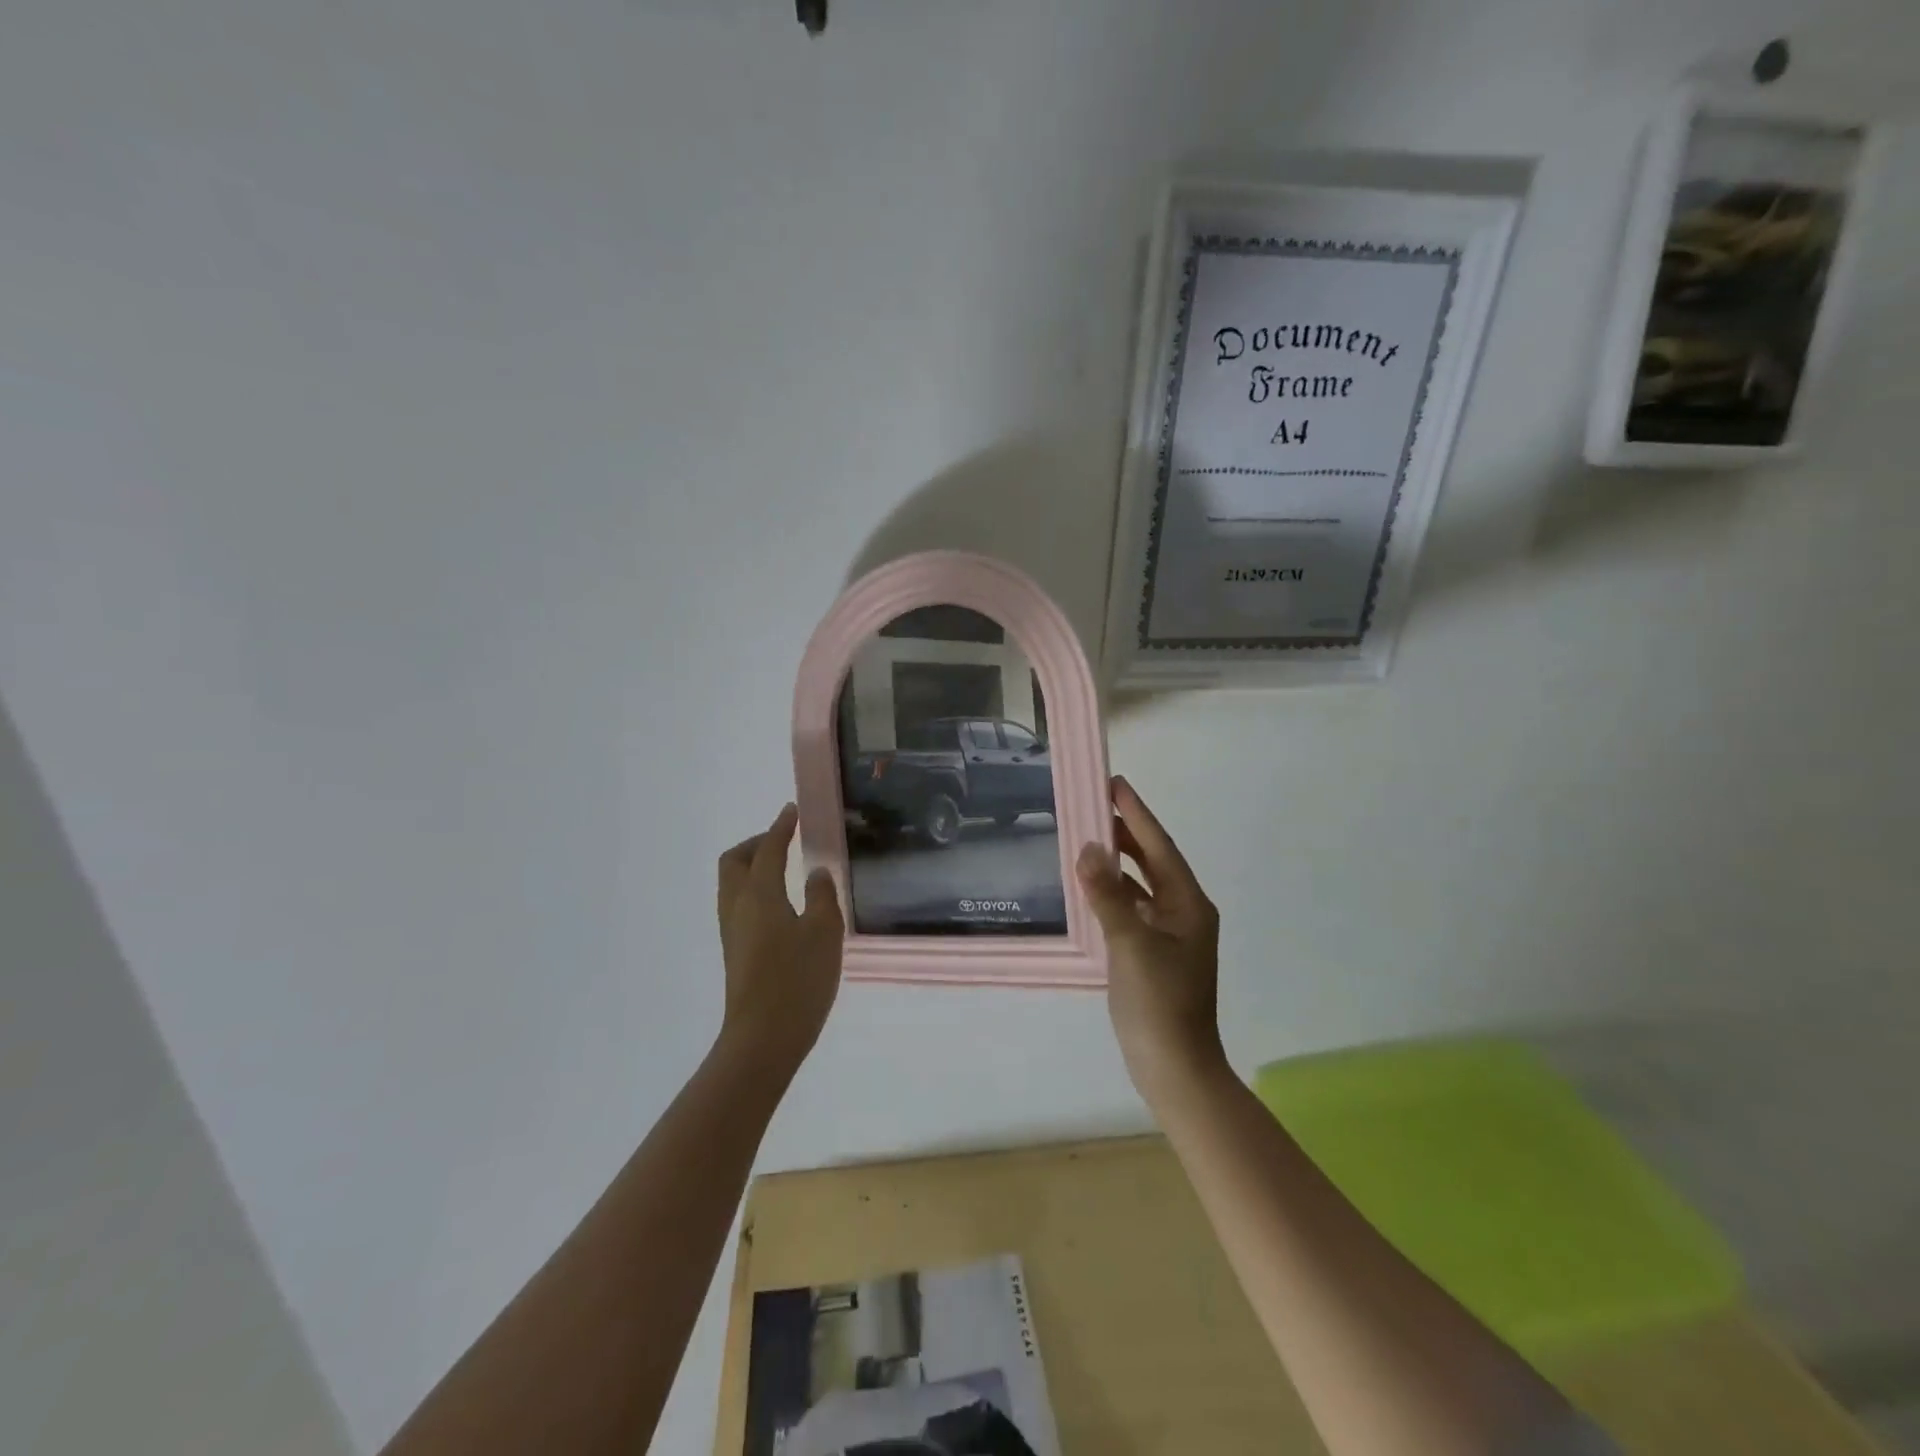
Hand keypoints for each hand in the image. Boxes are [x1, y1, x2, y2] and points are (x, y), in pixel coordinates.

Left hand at [716, 804, 843, 1072]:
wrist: (763, 1038)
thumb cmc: (797, 980)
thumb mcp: (824, 932)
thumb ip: (821, 896)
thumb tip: (815, 873)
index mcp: (759, 894)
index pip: (767, 848)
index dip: (780, 827)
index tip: (791, 811)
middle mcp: (737, 906)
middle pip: (735, 861)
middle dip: (756, 844)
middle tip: (784, 841)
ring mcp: (732, 930)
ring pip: (732, 883)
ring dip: (752, 866)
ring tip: (783, 868)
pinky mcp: (734, 950)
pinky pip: (737, 903)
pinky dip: (754, 889)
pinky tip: (780, 904)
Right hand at [1077, 776, 1225, 1102]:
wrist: (1174, 1068)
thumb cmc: (1159, 1004)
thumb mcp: (1130, 945)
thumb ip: (1108, 895)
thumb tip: (1088, 848)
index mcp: (1188, 904)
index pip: (1159, 847)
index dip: (1137, 814)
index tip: (1115, 783)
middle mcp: (1183, 912)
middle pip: (1153, 861)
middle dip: (1127, 832)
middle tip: (1095, 804)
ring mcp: (1169, 934)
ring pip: (1141, 884)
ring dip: (1118, 861)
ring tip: (1088, 836)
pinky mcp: (1153, 952)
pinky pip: (1132, 907)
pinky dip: (1112, 892)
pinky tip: (1090, 887)